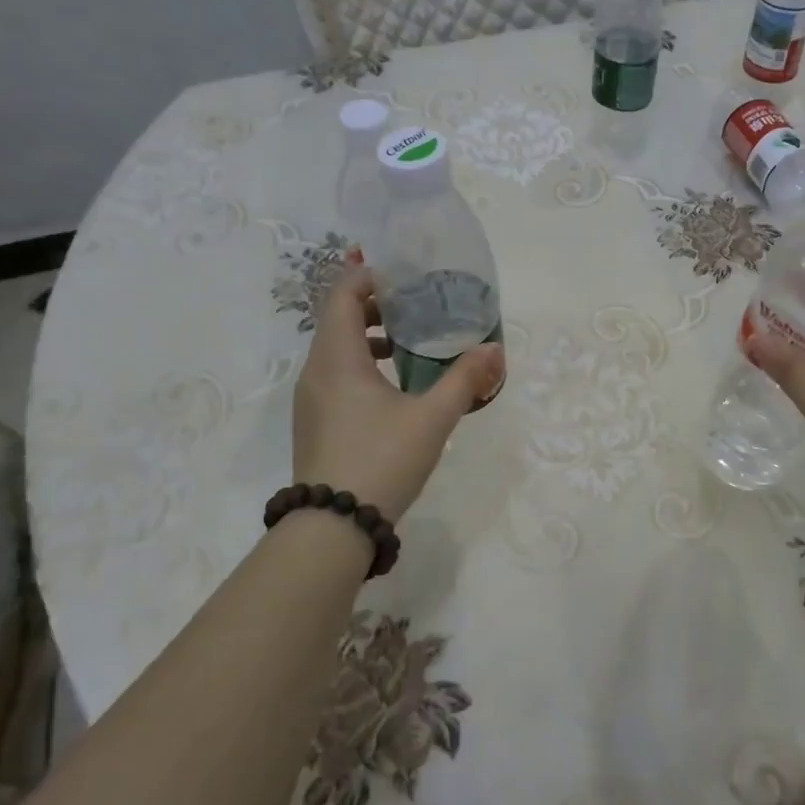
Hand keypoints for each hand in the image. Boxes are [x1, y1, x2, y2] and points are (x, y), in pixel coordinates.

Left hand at [292, 267, 502, 520]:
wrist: (333, 527)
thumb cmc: (382, 460)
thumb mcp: (432, 418)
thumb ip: (465, 380)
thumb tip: (495, 350)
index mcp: (337, 358)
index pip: (343, 294)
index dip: (369, 276)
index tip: (404, 276)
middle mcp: (316, 371)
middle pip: (337, 319)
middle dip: (375, 307)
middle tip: (415, 307)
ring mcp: (310, 399)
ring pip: (335, 350)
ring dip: (368, 338)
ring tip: (408, 345)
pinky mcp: (314, 422)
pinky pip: (334, 376)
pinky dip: (360, 366)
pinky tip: (393, 389)